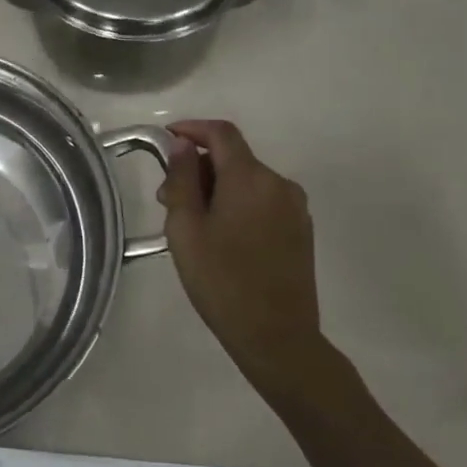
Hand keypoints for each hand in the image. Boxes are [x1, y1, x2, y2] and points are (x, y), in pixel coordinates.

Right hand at [158, 120, 323, 390]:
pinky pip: (262, 201)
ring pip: (247, 181)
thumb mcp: (186, 228)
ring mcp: (294, 207)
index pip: (221, 133)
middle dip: (198, 169)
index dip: (191, 129)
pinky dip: (237, 204)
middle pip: (233, 158)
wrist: (277, 337)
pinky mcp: (300, 229)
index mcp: (250, 179)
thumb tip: (182, 146)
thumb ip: (181, 180)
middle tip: (168, 200)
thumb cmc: (221, 280)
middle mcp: (279, 184)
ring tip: (192, 224)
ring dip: (217, 189)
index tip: (166, 139)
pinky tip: (221, 237)